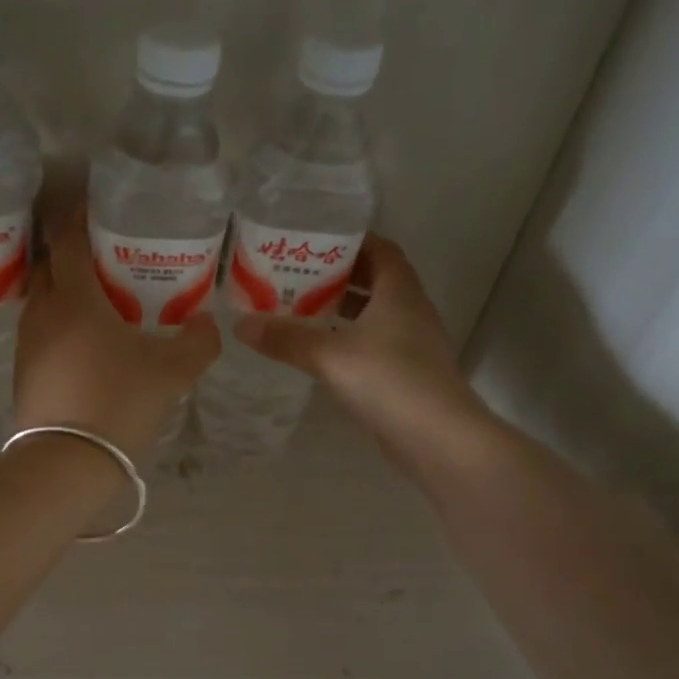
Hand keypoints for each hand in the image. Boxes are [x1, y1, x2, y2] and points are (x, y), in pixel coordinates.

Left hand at [13, 205, 220, 456]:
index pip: (67, 240)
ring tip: (96, 299)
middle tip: (102, 256)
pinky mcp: (23, 374)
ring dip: (62, 292)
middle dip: (69, 253)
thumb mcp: (173, 372)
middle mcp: (43, 313)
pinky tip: (83, 344)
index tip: (94, 209)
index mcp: (74, 299)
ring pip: (41, 302)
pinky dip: (57, 326)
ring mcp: (27, 345)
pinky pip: (39, 334)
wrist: (67, 463)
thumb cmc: (120, 403)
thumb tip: (207, 324)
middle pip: (48, 267)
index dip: (78, 218)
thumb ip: (198, 342)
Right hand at [234, 234, 488, 471]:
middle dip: (338, 274)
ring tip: (301, 308)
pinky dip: (348, 338)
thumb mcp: (329, 355)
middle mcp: (410, 310)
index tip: (314, 240)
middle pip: (375, 279)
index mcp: (399, 292)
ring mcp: (411, 343)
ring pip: (374, 313)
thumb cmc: (389, 381)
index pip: (380, 249)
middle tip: (296, 274)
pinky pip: (374, 342)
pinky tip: (320, 350)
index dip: (351, 241)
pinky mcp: (406, 372)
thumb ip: (285, 338)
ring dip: (342, 308)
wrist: (438, 438)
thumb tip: (240, 325)